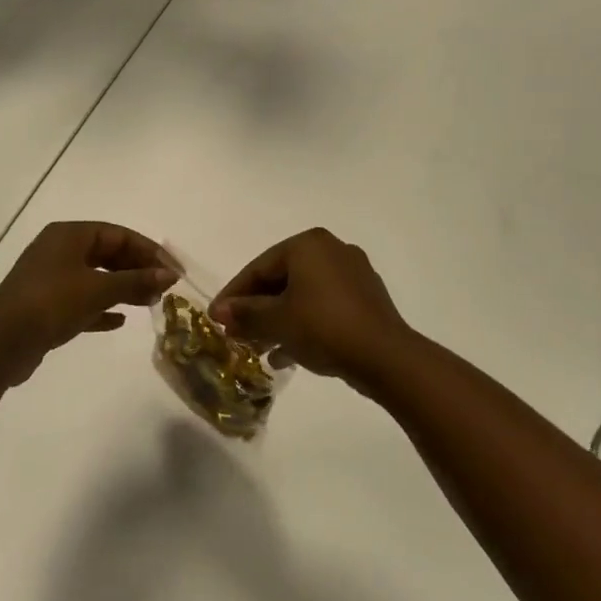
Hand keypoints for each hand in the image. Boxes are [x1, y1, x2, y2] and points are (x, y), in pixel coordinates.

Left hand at [0, 222, 173, 387]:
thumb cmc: (50, 303)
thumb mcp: (98, 289)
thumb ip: (136, 281)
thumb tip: (169, 275)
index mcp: (70, 235)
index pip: (119, 234)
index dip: (149, 251)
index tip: (173, 271)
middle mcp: (60, 251)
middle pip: (108, 254)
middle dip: (137, 270)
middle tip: (163, 289)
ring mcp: (51, 279)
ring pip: (96, 278)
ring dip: (123, 289)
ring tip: (149, 304)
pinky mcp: (46, 307)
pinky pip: (82, 301)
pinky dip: (102, 308)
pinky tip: (119, 321)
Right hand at [211, 228, 412, 387]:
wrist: (384, 356)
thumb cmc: (323, 327)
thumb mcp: (277, 321)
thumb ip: (246, 314)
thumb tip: (220, 312)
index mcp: (308, 244)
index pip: (259, 266)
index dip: (234, 294)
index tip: (215, 317)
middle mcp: (332, 249)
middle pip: (282, 278)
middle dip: (257, 309)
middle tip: (236, 333)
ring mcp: (353, 273)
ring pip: (303, 294)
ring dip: (278, 319)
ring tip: (258, 348)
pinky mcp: (366, 298)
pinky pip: (324, 305)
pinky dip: (303, 323)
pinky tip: (288, 353)